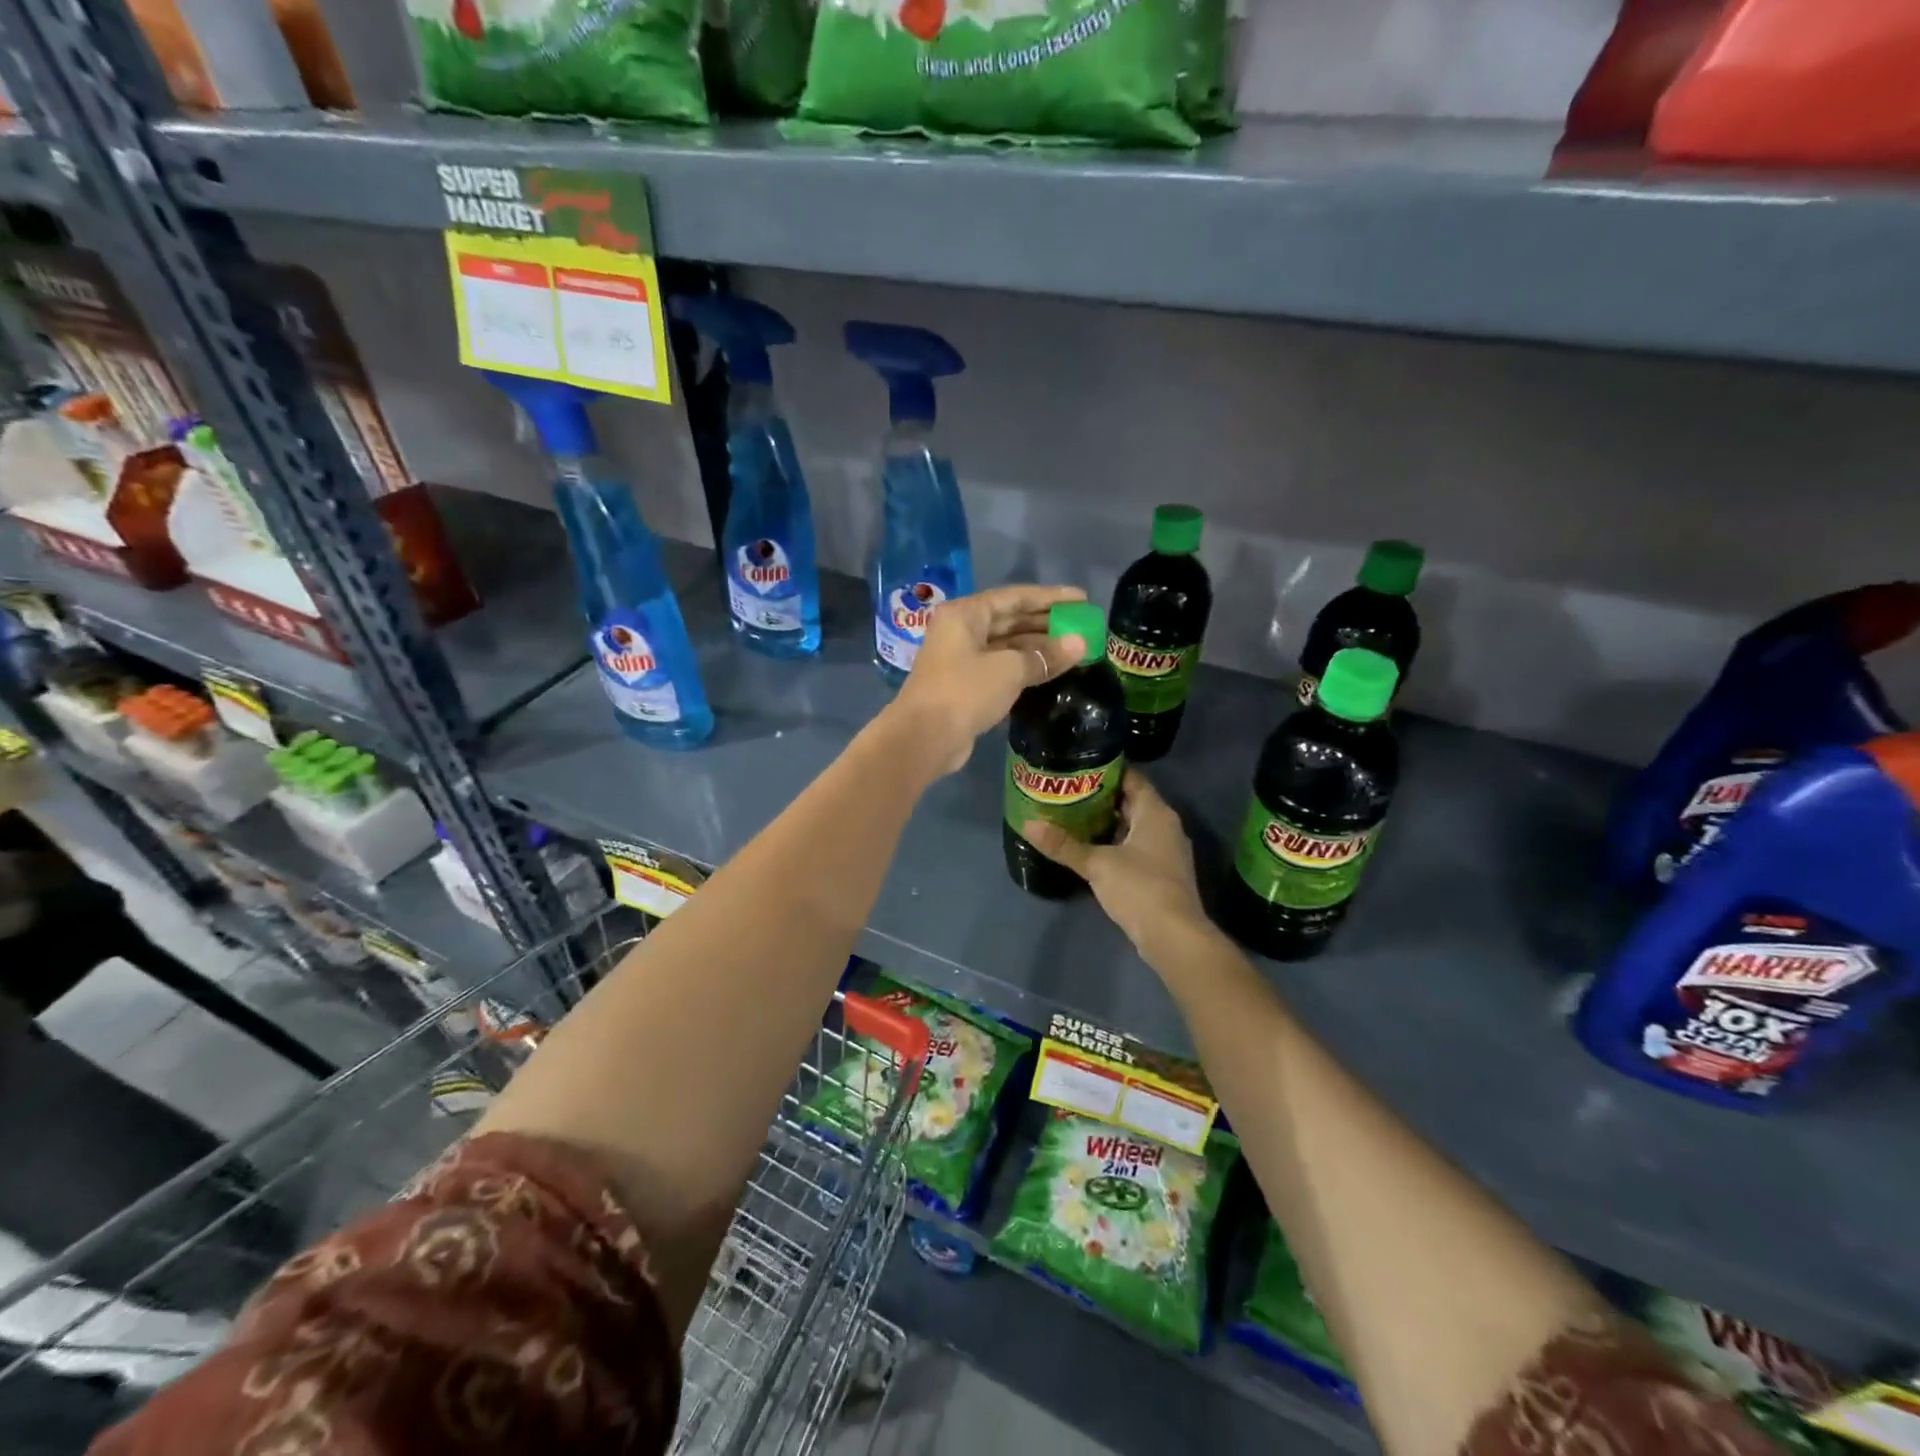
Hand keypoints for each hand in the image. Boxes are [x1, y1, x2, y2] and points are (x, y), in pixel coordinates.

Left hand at [886, 583, 1088, 775]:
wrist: (924, 738)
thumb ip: (1045, 656)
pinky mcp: (966, 686)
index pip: (1015, 597)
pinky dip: (1025, 668)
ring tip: (1074, 650)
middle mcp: (961, 631)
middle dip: (1046, 623)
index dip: (1050, 598)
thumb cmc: (964, 692)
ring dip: (1038, 648)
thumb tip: (1080, 644)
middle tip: (1082, 626)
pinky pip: (1002, 668)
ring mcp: (962, 659)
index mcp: (965, 614)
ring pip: (1007, 646)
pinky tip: (1051, 672)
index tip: (1081, 600)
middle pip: (1010, 620)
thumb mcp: (1009, 670)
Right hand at [1022, 770, 1212, 961]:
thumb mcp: (1097, 864)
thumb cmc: (1140, 888)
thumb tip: (1028, 824)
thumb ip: (1064, 844)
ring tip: (1072, 817)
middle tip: (1067, 792)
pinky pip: (1135, 848)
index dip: (1106, 770)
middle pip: (1131, 802)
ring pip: (1133, 827)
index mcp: (1156, 812)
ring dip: (1107, 823)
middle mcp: (1166, 826)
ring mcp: (1166, 851)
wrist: (1175, 937)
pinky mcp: (1162, 874)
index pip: (1132, 777)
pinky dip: (1115, 844)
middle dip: (1101, 797)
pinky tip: (1090, 849)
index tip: (1078, 766)